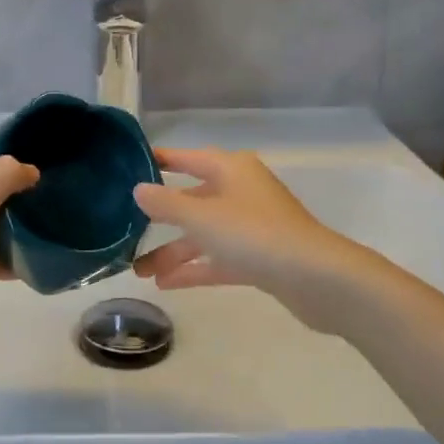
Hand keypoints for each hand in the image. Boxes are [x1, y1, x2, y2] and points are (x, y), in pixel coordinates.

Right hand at [132, 148, 378, 333]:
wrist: (317, 278)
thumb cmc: (254, 234)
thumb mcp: (201, 217)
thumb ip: (166, 203)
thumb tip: (138, 189)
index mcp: (231, 169)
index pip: (188, 158)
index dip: (161, 161)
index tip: (131, 166)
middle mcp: (241, 192)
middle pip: (193, 200)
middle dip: (160, 219)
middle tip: (126, 229)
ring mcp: (251, 226)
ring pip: (204, 234)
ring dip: (173, 251)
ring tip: (139, 271)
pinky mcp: (259, 258)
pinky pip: (218, 259)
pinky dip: (195, 269)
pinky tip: (165, 284)